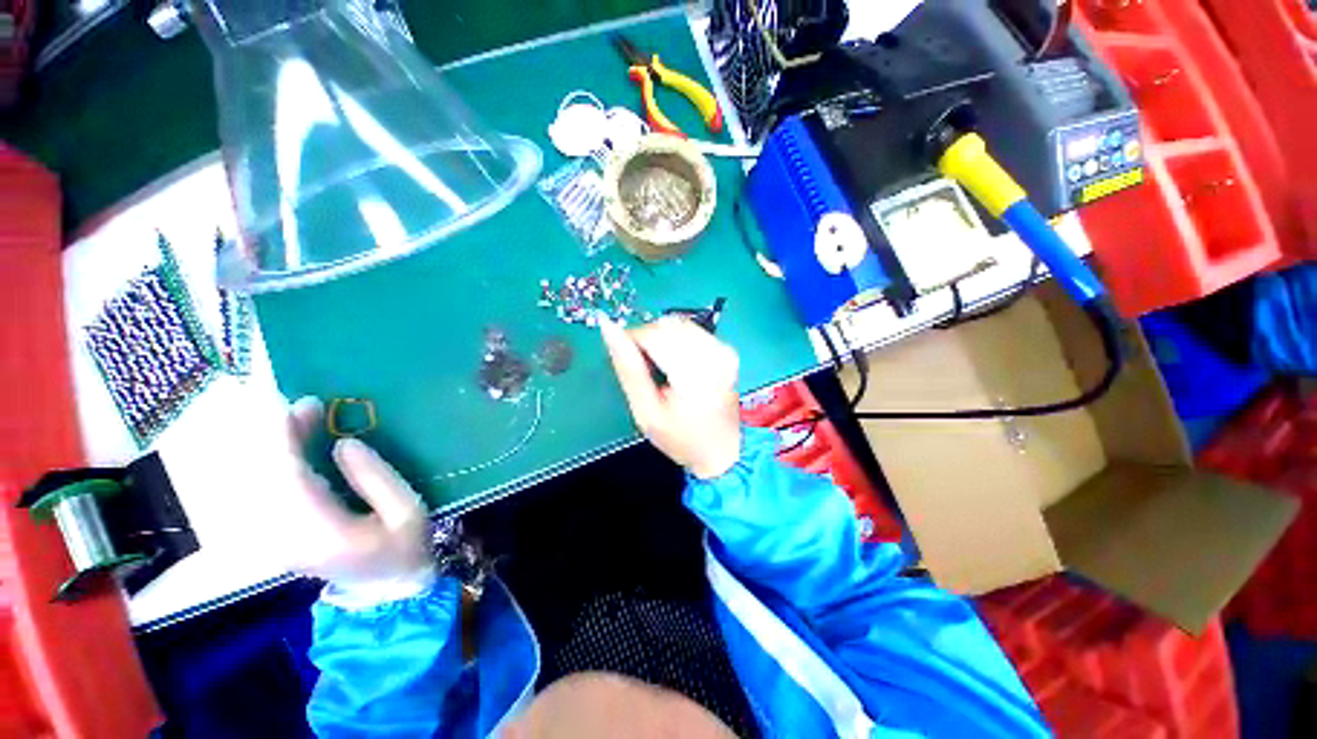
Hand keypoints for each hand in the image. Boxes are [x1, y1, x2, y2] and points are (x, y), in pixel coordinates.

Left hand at [271, 397, 432, 588]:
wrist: (386, 591)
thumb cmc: (405, 548)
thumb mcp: (408, 511)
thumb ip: (377, 478)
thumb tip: (344, 443)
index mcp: (321, 531)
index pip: (288, 478)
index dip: (286, 438)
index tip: (299, 404)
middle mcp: (285, 536)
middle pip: (265, 477)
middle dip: (278, 436)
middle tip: (306, 405)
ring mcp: (276, 538)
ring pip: (259, 482)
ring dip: (275, 447)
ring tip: (302, 418)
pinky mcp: (276, 535)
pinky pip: (265, 491)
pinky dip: (275, 464)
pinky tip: (294, 447)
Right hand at [600, 317, 742, 479]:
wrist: (722, 450)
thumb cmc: (682, 438)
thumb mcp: (647, 412)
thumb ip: (628, 369)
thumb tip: (609, 330)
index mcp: (694, 373)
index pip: (652, 334)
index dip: (631, 340)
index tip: (626, 360)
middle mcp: (713, 354)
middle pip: (666, 326)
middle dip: (646, 340)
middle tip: (644, 369)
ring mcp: (723, 349)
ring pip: (677, 324)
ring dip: (661, 339)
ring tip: (661, 369)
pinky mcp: (726, 349)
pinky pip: (691, 330)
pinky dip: (676, 341)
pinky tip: (676, 364)